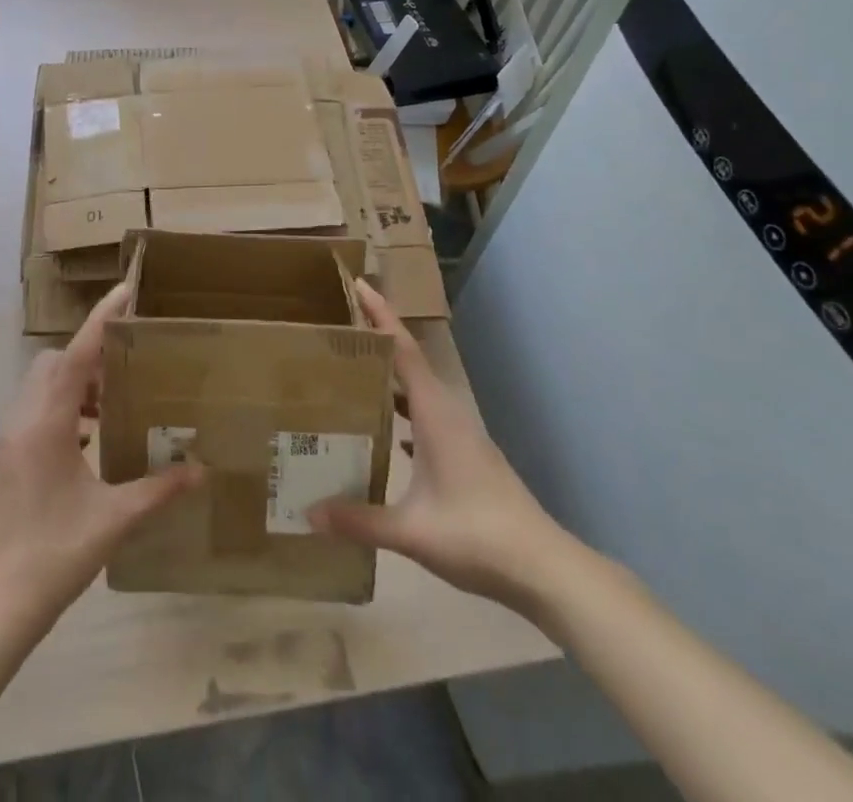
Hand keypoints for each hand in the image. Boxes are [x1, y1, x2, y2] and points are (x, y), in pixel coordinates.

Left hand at [0, 284, 202, 634]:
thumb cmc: (54, 555)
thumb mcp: (114, 520)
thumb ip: (159, 489)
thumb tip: (201, 471)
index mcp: (47, 424)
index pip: (77, 355)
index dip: (101, 320)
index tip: (125, 290)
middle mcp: (21, 422)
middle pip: (54, 363)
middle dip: (89, 356)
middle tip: (125, 372)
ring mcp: (6, 442)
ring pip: (39, 387)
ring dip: (73, 385)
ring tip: (108, 410)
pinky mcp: (1, 462)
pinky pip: (32, 413)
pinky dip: (59, 410)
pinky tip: (85, 445)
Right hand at [309, 281, 586, 615]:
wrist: (542, 567)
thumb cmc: (477, 535)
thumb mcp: (412, 530)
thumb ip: (359, 520)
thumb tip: (309, 512)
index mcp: (436, 414)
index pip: (403, 351)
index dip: (381, 316)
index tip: (359, 285)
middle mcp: (448, 413)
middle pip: (410, 362)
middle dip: (379, 339)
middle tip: (341, 325)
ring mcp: (462, 434)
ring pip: (420, 390)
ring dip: (391, 375)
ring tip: (355, 372)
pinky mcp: (468, 454)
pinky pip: (427, 415)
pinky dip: (405, 409)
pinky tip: (388, 431)